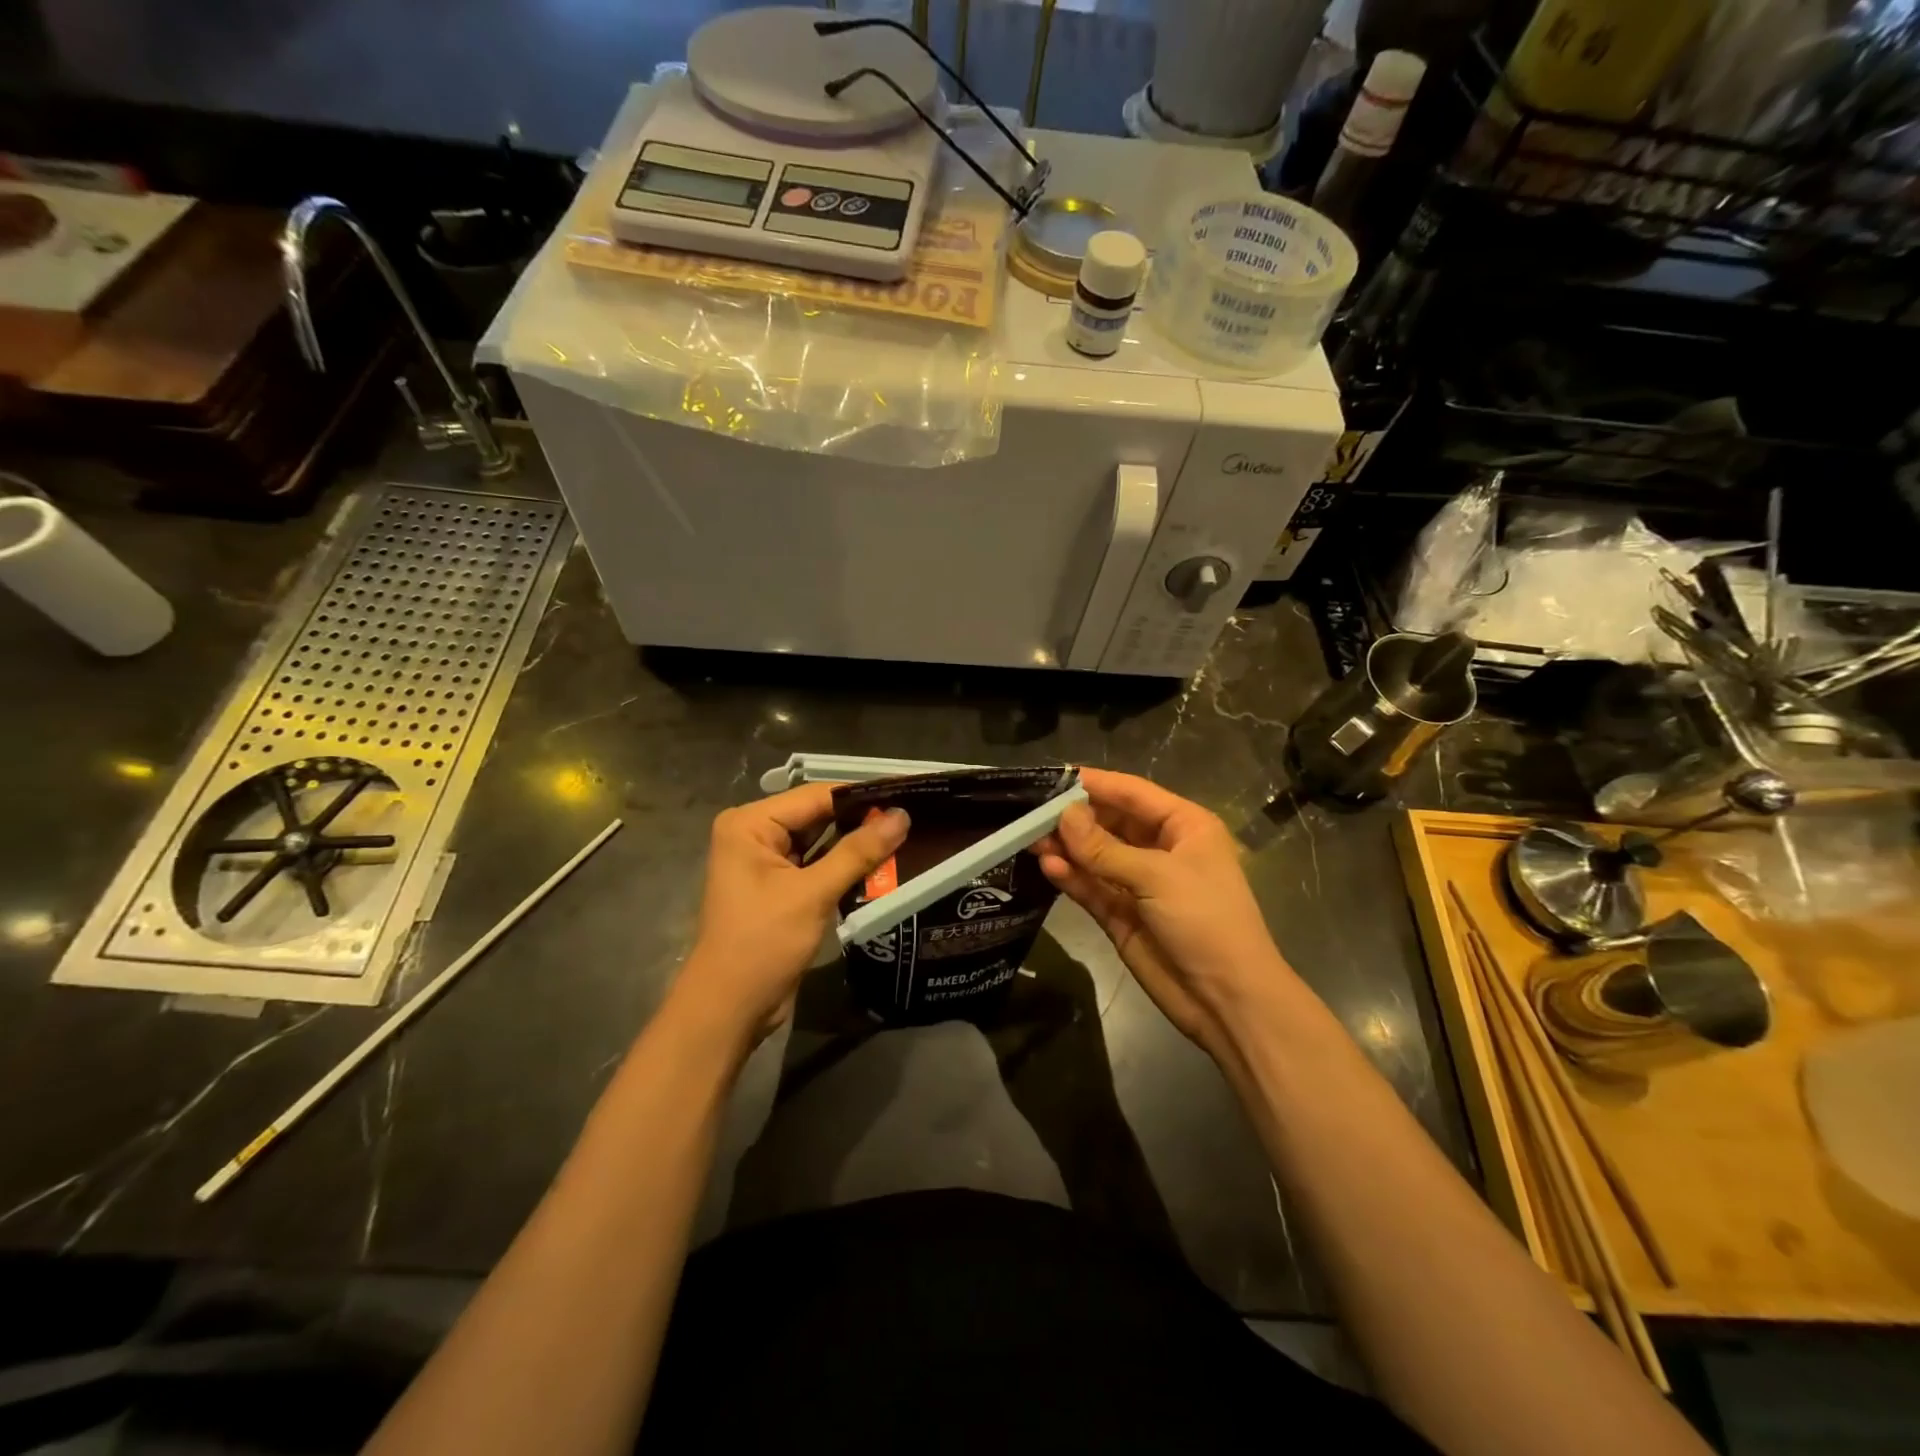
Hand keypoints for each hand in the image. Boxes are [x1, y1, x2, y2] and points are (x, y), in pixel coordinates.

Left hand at [677, 785, 908, 1046]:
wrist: (730, 1010)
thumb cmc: (762, 944)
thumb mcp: (812, 894)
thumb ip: (858, 852)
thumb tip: (902, 815)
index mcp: (750, 824)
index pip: (815, 796)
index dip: (862, 794)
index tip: (908, 791)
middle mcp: (755, 835)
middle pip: (819, 816)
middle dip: (863, 819)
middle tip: (914, 814)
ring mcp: (767, 863)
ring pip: (822, 842)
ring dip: (858, 844)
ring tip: (909, 834)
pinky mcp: (781, 888)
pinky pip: (819, 865)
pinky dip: (847, 866)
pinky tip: (885, 863)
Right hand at [1036, 768, 1294, 1062]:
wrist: (1227, 1000)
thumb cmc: (1205, 920)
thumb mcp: (1157, 876)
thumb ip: (1105, 848)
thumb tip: (1062, 816)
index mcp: (1183, 826)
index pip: (1133, 793)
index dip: (1095, 783)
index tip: (1054, 776)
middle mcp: (1160, 849)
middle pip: (1110, 822)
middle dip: (1074, 817)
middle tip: (1031, 812)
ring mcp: (1139, 883)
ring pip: (1095, 856)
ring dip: (1067, 847)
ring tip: (1029, 839)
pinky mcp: (1121, 915)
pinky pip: (1091, 887)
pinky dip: (1071, 877)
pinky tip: (1048, 866)